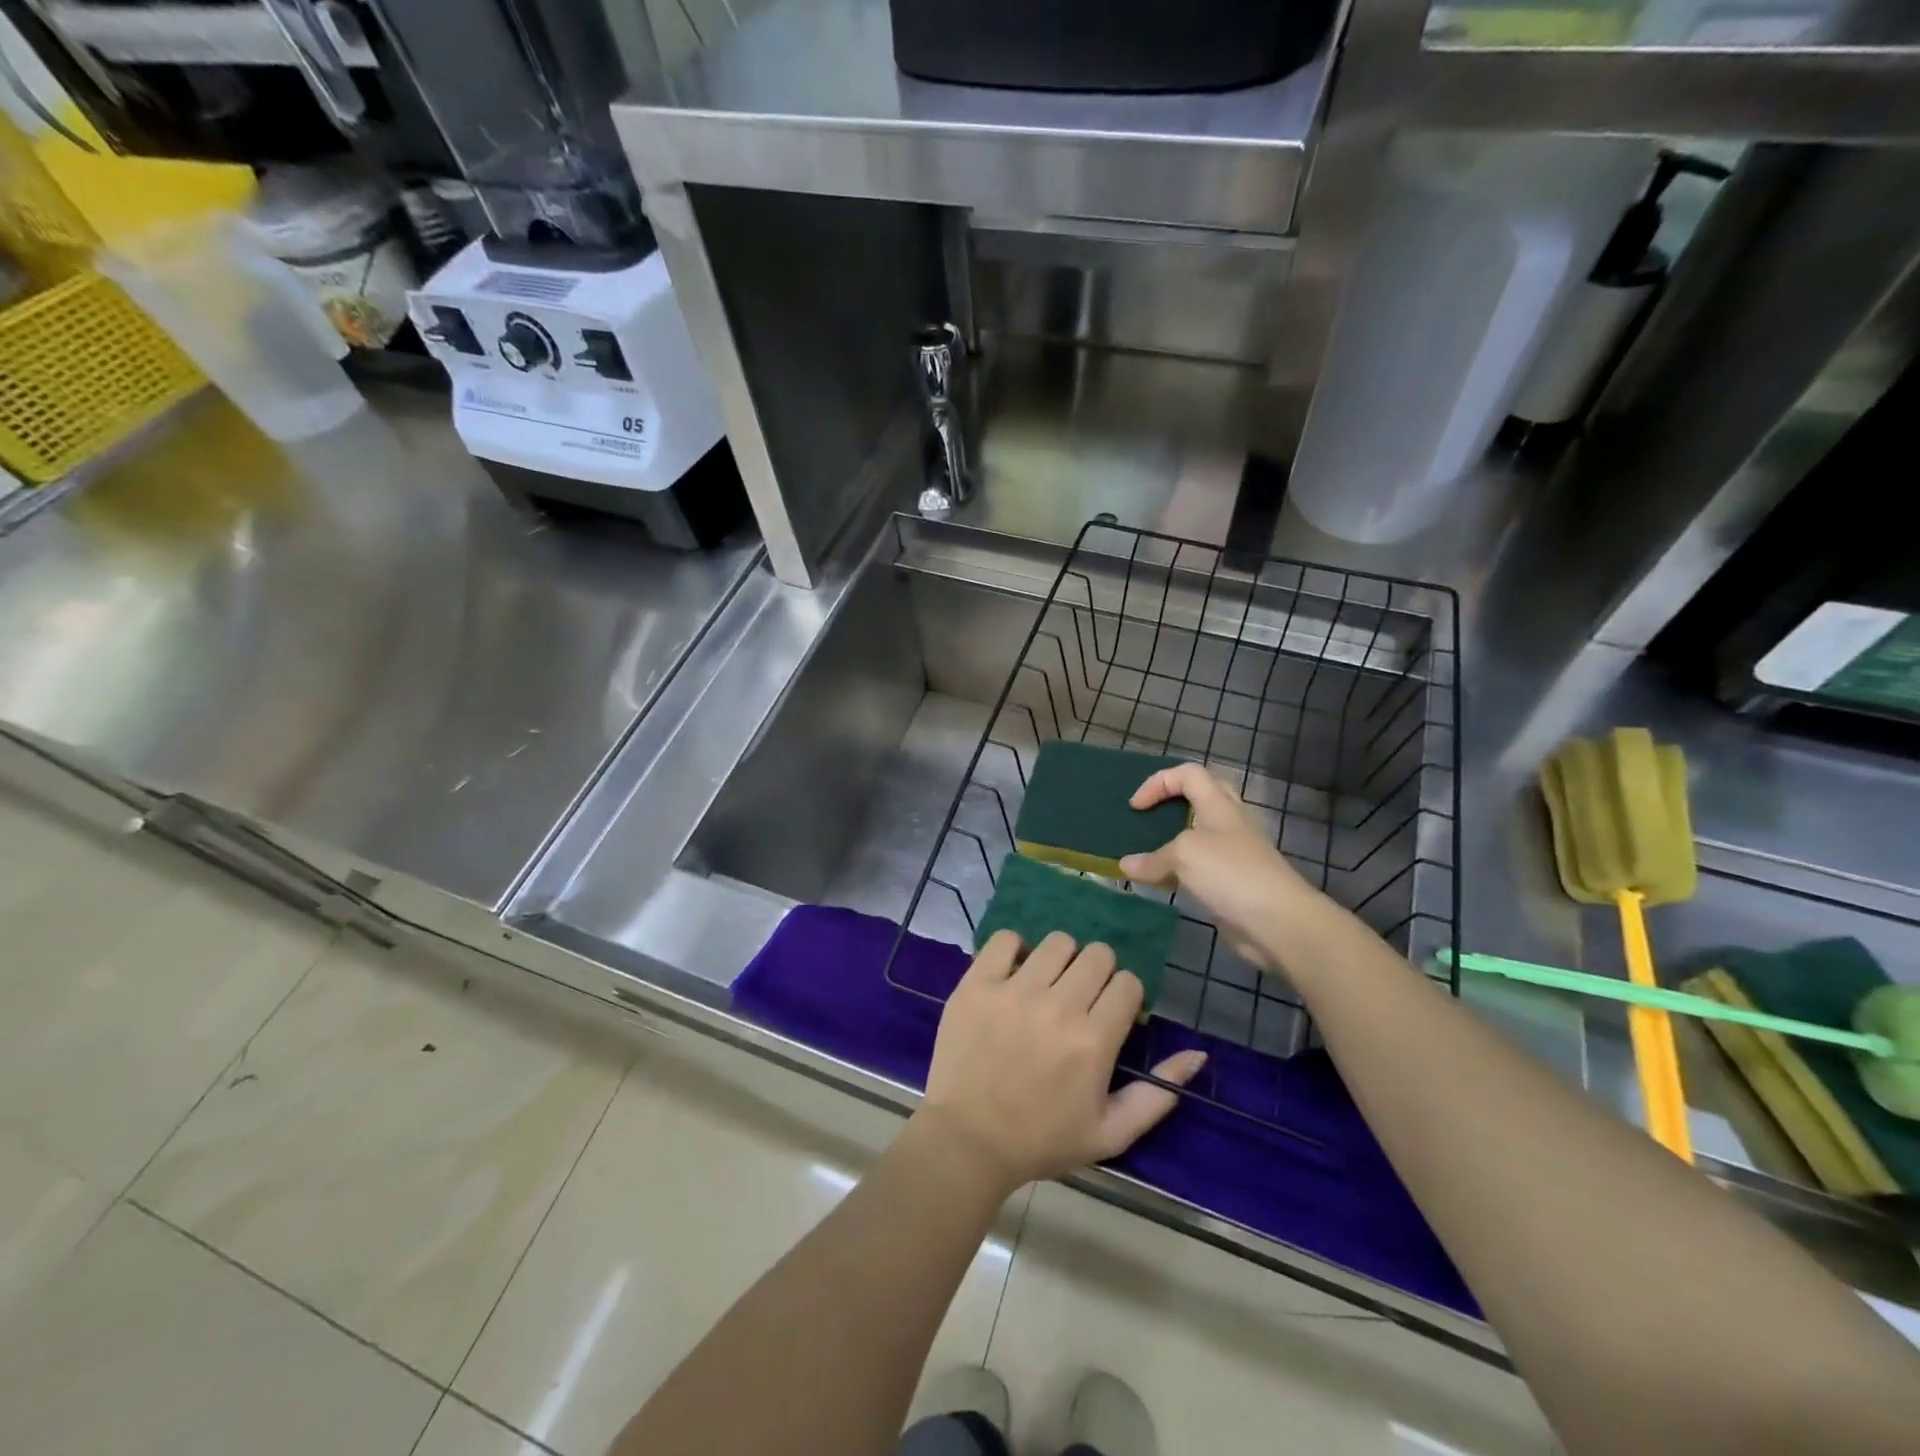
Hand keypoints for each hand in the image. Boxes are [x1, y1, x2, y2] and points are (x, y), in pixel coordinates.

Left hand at [919, 930, 1206, 1192]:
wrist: (966, 1140)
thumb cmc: (1041, 1140)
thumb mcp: (1110, 1133)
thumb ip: (1158, 1094)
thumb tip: (1199, 1054)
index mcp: (1093, 1041)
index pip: (1127, 983)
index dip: (1123, 997)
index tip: (1108, 1015)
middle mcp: (1058, 1006)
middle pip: (1097, 954)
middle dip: (1097, 974)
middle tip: (1079, 999)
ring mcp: (1014, 990)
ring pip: (1058, 942)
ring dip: (1060, 960)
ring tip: (1047, 986)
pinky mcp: (977, 983)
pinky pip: (1006, 939)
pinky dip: (1015, 950)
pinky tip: (1014, 975)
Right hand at [1119, 763, 1324, 973]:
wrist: (1279, 922)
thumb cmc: (1231, 873)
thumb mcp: (1184, 856)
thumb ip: (1152, 859)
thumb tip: (1125, 865)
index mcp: (1219, 805)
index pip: (1188, 774)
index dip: (1158, 783)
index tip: (1136, 807)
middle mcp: (1228, 823)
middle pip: (1199, 798)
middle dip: (1170, 804)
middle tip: (1147, 819)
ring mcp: (1233, 854)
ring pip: (1197, 836)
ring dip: (1171, 841)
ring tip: (1147, 853)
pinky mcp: (1232, 882)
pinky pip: (1198, 868)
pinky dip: (1177, 871)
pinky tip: (1161, 884)